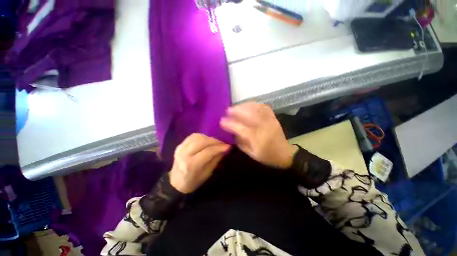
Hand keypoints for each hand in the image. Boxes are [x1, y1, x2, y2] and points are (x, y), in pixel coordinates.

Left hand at [169, 133, 230, 193]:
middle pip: (202, 141)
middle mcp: (184, 154)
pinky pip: (193, 136)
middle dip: (215, 141)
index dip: (219, 147)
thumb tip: (225, 149)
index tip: (228, 146)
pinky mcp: (180, 145)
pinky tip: (207, 140)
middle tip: (223, 143)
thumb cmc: (193, 181)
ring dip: (209, 138)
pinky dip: (202, 136)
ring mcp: (180, 148)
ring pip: (198, 137)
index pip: (208, 151)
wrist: (176, 182)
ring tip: (216, 142)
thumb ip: (216, 159)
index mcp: (191, 165)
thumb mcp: (207, 173)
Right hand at [220, 102, 297, 168]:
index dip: (230, 124)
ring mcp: (270, 121)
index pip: (241, 129)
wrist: (284, 153)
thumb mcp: (251, 153)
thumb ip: (240, 142)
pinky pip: (263, 107)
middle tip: (228, 110)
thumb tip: (231, 131)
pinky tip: (248, 105)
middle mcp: (264, 128)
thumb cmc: (266, 155)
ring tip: (236, 107)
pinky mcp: (273, 117)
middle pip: (249, 115)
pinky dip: (254, 104)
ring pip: (256, 109)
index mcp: (257, 139)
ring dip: (244, 106)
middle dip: (237, 111)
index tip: (221, 121)